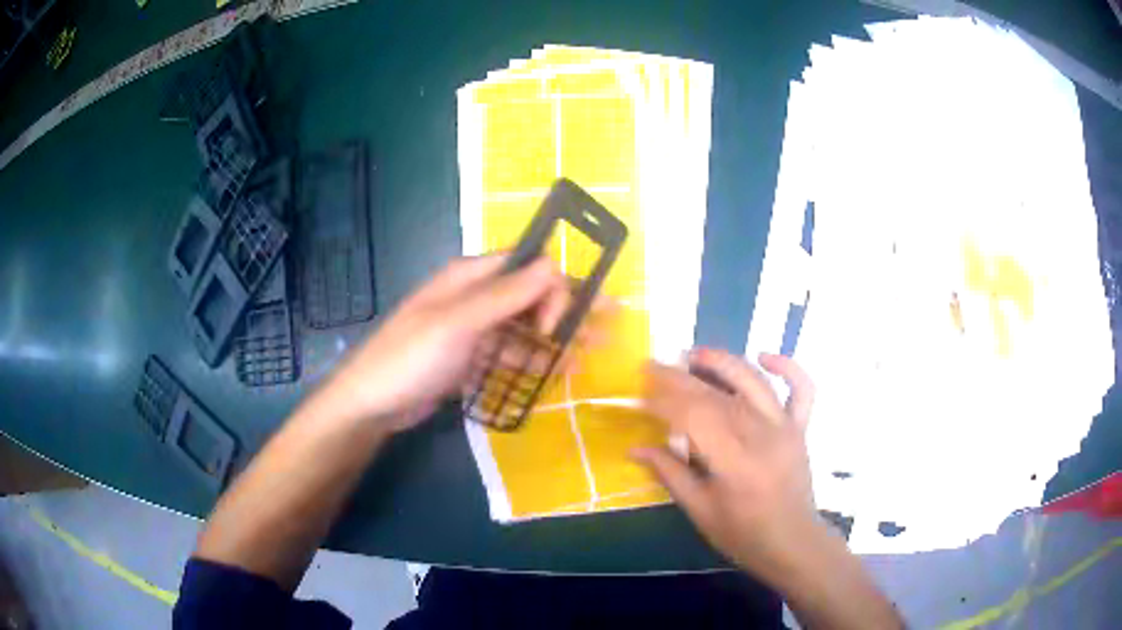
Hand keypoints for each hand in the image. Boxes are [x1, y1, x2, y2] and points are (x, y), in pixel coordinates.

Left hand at [319, 255, 570, 431]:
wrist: (372, 404)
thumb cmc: (411, 357)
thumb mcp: (459, 323)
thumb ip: (507, 295)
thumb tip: (555, 263)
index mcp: (470, 277)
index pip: (527, 267)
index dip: (553, 289)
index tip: (559, 326)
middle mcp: (475, 297)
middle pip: (531, 297)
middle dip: (568, 312)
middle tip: (608, 328)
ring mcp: (473, 330)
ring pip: (524, 329)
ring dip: (555, 341)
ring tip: (589, 358)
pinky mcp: (470, 359)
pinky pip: (510, 355)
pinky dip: (532, 363)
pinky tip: (557, 374)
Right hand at [634, 349, 819, 579]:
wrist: (791, 542)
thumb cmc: (742, 534)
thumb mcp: (700, 511)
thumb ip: (670, 474)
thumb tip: (635, 448)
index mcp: (734, 462)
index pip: (693, 417)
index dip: (664, 403)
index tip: (641, 397)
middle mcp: (762, 436)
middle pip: (717, 396)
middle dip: (680, 379)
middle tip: (653, 368)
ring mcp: (786, 428)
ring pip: (753, 382)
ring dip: (723, 362)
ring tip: (694, 353)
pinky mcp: (800, 427)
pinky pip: (802, 388)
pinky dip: (788, 367)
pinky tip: (764, 356)